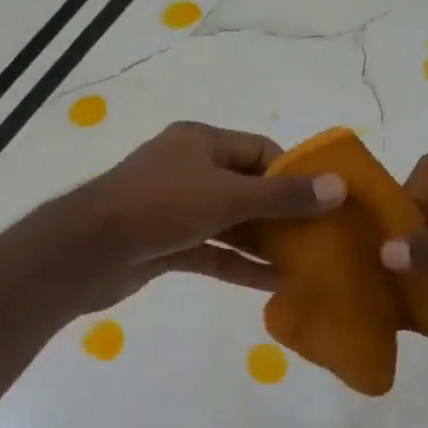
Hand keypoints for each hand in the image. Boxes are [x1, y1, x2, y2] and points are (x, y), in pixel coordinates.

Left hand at [56, 121, 345, 310]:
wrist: (89, 250)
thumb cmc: (161, 207)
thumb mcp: (228, 197)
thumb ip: (282, 197)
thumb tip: (339, 187)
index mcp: (200, 143)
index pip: (260, 151)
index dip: (294, 174)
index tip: (325, 201)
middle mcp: (188, 170)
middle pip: (247, 189)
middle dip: (282, 215)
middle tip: (321, 239)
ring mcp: (175, 209)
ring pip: (230, 224)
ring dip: (264, 244)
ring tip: (306, 265)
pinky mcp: (165, 244)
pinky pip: (211, 251)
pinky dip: (238, 265)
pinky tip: (273, 284)